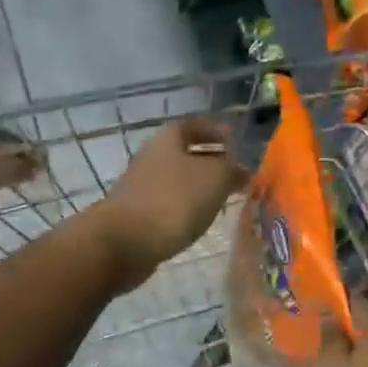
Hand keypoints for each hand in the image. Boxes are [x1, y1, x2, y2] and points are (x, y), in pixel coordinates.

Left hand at [93, 118, 245, 289]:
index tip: (234, 140)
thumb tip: (242, 171)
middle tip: (234, 174)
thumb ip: (232, 170)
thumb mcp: (215, 178)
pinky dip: (185, 209)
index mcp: (168, 140)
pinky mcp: (138, 216)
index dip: (214, 131)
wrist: (124, 241)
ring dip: (199, 188)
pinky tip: (198, 221)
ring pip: (177, 181)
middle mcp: (151, 158)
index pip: (194, 125)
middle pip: (184, 154)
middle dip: (210, 161)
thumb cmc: (174, 200)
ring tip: (222, 200)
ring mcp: (141, 188)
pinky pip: (169, 205)